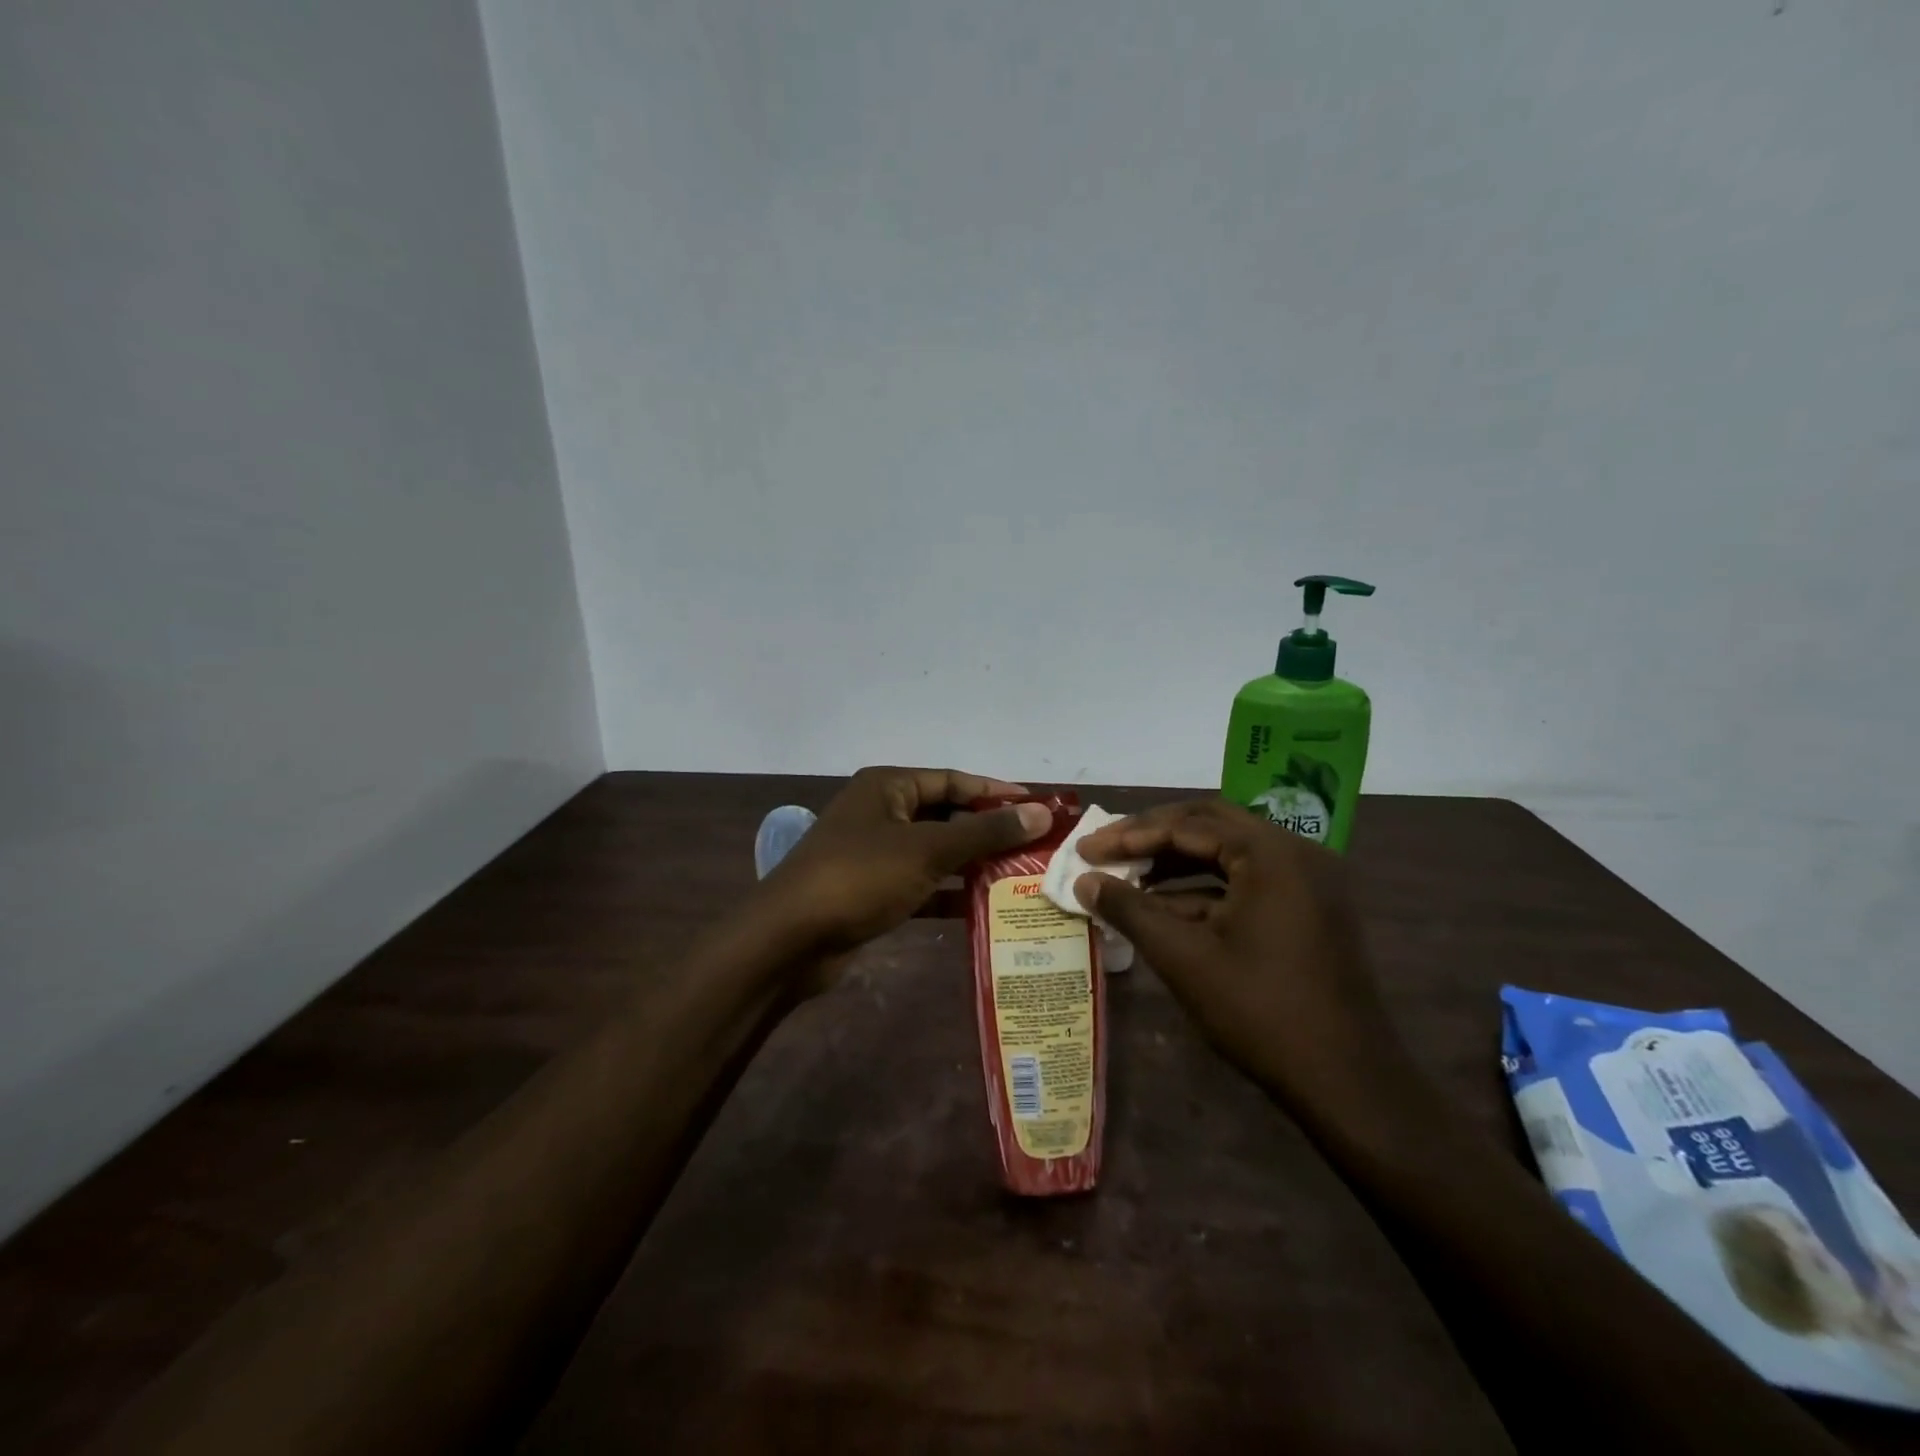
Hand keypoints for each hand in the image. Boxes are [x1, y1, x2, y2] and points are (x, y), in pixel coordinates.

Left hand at [757, 767, 1051, 956]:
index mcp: (888, 787)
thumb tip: (1039, 812)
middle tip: (1036, 848)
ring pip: (935, 852)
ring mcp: (874, 854)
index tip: (1039, 808)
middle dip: (988, 832)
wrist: (789, 939)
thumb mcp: (927, 849)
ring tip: (1021, 878)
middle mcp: (881, 813)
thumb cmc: (860, 877)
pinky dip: (949, 893)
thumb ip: (985, 831)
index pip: (954, 781)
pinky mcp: (871, 891)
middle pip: (946, 816)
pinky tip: (985, 907)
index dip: (997, 792)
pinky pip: (921, 884)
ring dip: (973, 865)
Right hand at [1074, 799, 1414, 1116]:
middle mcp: (1295, 853)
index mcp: (1271, 853)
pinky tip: (1164, 906)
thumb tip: (1084, 881)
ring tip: (1127, 877)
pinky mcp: (1308, 909)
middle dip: (1152, 836)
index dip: (1130, 835)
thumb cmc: (1260, 1012)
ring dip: (1176, 862)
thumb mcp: (1184, 958)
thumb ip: (1130, 911)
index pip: (1187, 825)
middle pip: (1209, 824)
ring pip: (1228, 852)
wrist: (1347, 1083)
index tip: (1086, 850)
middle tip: (1106, 849)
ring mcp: (1307, 881)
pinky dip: (1204, 888)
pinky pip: (1247, 881)